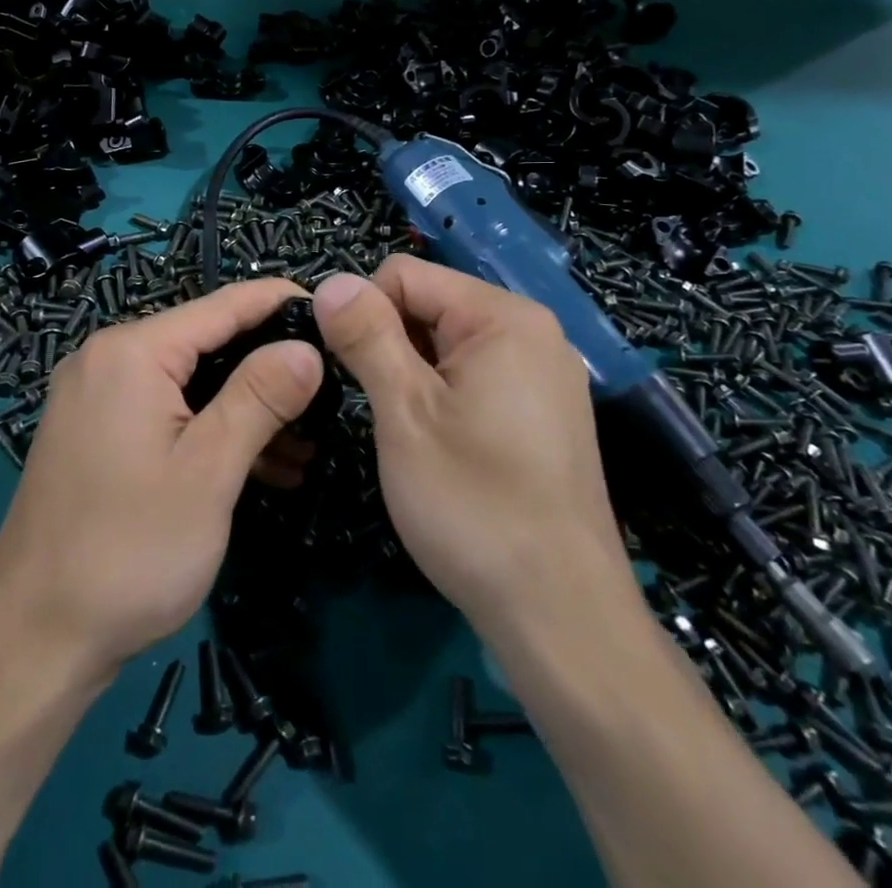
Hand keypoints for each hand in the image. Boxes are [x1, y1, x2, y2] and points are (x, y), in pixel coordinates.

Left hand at [0, 279, 322, 681]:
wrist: (32, 641)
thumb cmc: (129, 552)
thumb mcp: (208, 472)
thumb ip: (260, 397)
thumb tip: (306, 347)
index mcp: (132, 352)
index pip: (223, 306)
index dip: (281, 304)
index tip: (334, 315)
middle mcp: (107, 358)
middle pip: (206, 342)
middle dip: (268, 368)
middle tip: (330, 395)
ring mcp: (96, 396)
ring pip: (189, 381)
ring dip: (245, 408)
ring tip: (308, 445)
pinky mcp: (95, 432)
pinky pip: (165, 411)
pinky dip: (209, 430)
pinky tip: (260, 466)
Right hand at [311, 257, 631, 633]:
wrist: (562, 616)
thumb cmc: (474, 505)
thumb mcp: (405, 413)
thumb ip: (366, 337)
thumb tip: (330, 282)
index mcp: (503, 317)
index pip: (405, 275)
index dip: (362, 313)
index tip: (345, 370)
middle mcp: (532, 332)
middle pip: (429, 305)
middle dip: (389, 344)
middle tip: (378, 410)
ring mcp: (544, 375)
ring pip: (448, 344)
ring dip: (412, 374)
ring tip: (405, 433)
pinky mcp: (544, 414)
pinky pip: (476, 377)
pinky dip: (442, 396)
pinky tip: (439, 446)